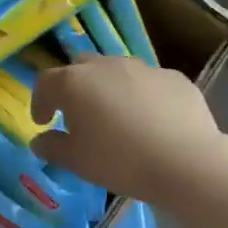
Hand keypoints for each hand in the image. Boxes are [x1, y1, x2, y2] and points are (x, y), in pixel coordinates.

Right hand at [31, 56, 225, 207]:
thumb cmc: (121, 161)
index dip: (40, 101)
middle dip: (74, 88)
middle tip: (77, 115)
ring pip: (116, 71)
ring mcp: (143, 67)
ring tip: (116, 117)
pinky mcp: (173, 77)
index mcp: (75, 83)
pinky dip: (141, 96)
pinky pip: (148, 82)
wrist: (187, 161)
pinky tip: (151, 120)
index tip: (43, 121)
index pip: (46, 82)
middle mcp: (106, 66)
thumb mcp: (78, 162)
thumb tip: (39, 140)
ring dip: (109, 89)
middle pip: (80, 68)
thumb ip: (53, 147)